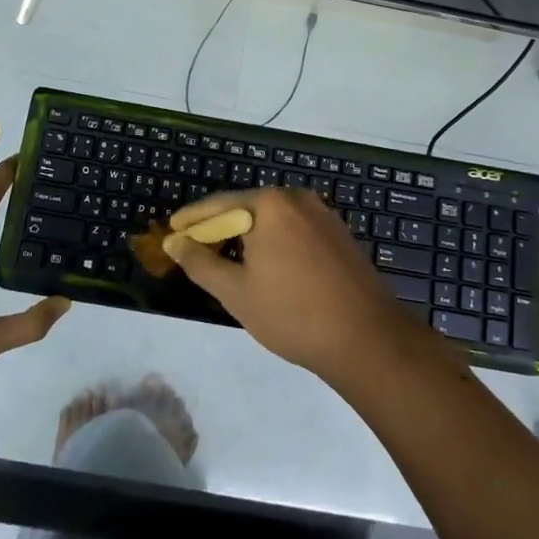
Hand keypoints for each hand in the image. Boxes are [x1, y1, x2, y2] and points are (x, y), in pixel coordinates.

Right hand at [161, 187, 442, 386]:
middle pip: (247, 207)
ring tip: (229, 260)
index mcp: (269, 204)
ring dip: (249, 235)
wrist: (367, 339)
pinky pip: (295, 229)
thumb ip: (200, 263)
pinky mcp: (340, 234)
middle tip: (197, 249)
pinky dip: (275, 241)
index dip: (192, 220)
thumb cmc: (293, 314)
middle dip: (221, 227)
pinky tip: (269, 266)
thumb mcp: (236, 292)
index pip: (219, 205)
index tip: (172, 230)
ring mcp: (323, 214)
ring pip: (273, 219)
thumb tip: (175, 242)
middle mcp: (297, 198)